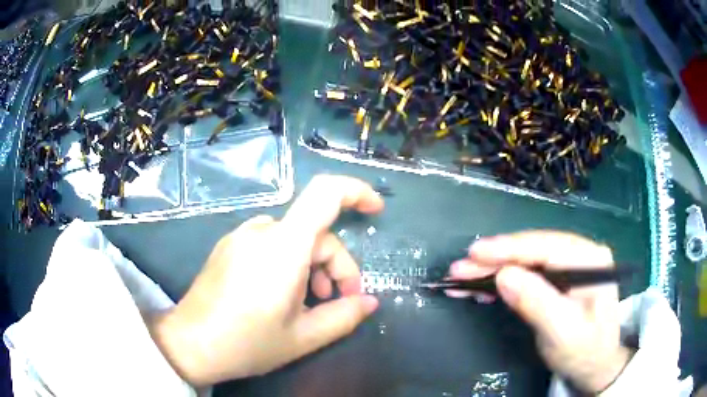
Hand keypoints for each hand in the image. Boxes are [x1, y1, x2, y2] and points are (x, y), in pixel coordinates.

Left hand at [149, 175, 382, 385]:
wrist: (190, 344)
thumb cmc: (247, 342)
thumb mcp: (303, 337)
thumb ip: (343, 316)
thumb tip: (369, 302)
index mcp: (283, 247)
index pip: (325, 194)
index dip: (356, 192)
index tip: (376, 210)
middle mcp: (261, 231)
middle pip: (315, 233)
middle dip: (336, 266)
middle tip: (338, 302)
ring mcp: (241, 236)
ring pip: (294, 240)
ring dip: (312, 267)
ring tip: (310, 303)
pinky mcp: (229, 247)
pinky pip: (271, 244)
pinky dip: (289, 264)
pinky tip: (282, 296)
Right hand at [448, 231, 632, 393]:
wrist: (595, 366)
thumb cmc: (585, 350)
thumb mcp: (563, 332)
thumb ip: (538, 303)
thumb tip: (503, 276)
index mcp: (590, 259)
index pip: (545, 247)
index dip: (509, 248)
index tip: (474, 253)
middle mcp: (579, 254)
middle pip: (532, 251)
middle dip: (494, 260)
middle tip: (458, 269)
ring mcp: (568, 266)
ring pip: (525, 261)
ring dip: (492, 270)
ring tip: (461, 279)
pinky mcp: (556, 280)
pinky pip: (525, 275)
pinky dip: (501, 281)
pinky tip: (481, 288)